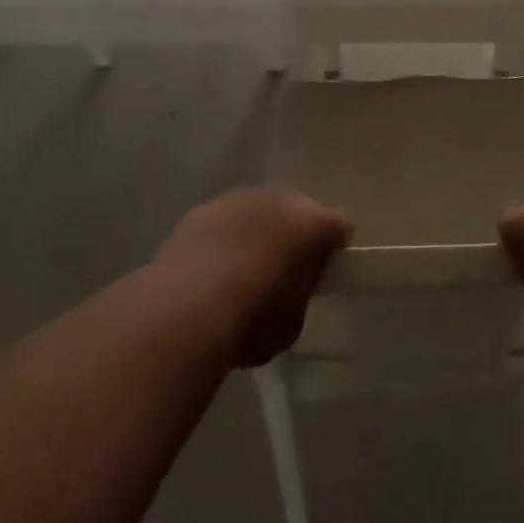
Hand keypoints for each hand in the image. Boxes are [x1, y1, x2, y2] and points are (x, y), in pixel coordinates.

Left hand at [152, 188, 351, 366]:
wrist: (184, 310)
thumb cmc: (251, 321)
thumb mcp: (292, 323)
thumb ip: (300, 294)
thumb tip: (291, 287)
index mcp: (314, 222)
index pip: (339, 227)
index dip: (334, 249)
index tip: (323, 274)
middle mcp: (282, 199)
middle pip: (298, 212)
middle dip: (293, 235)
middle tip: (283, 271)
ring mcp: (239, 199)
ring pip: (258, 212)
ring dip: (256, 234)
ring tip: (239, 273)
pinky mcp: (202, 209)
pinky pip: (223, 222)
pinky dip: (222, 240)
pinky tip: (207, 272)